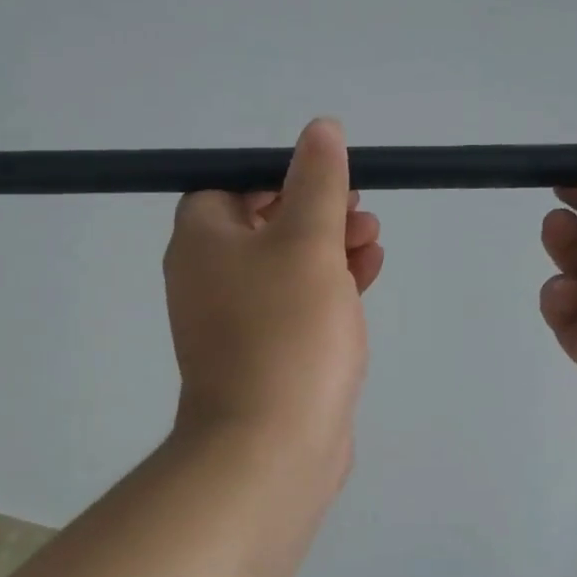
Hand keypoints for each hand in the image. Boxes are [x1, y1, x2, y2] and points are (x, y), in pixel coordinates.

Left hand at [164, 118, 383, 481]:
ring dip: (329, 247)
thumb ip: (317, 182)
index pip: (229, 186)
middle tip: (359, 210)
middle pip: (262, 225)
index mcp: (202, 243)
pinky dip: (328, 287)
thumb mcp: (308, 242)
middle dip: (315, 211)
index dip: (277, 176)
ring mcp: (236, 322)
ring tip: (374, 240)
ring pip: (285, 266)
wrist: (272, 445)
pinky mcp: (266, 355)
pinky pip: (295, 306)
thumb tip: (319, 130)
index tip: (324, 179)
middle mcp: (208, 279)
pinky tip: (368, 274)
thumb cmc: (286, 331)